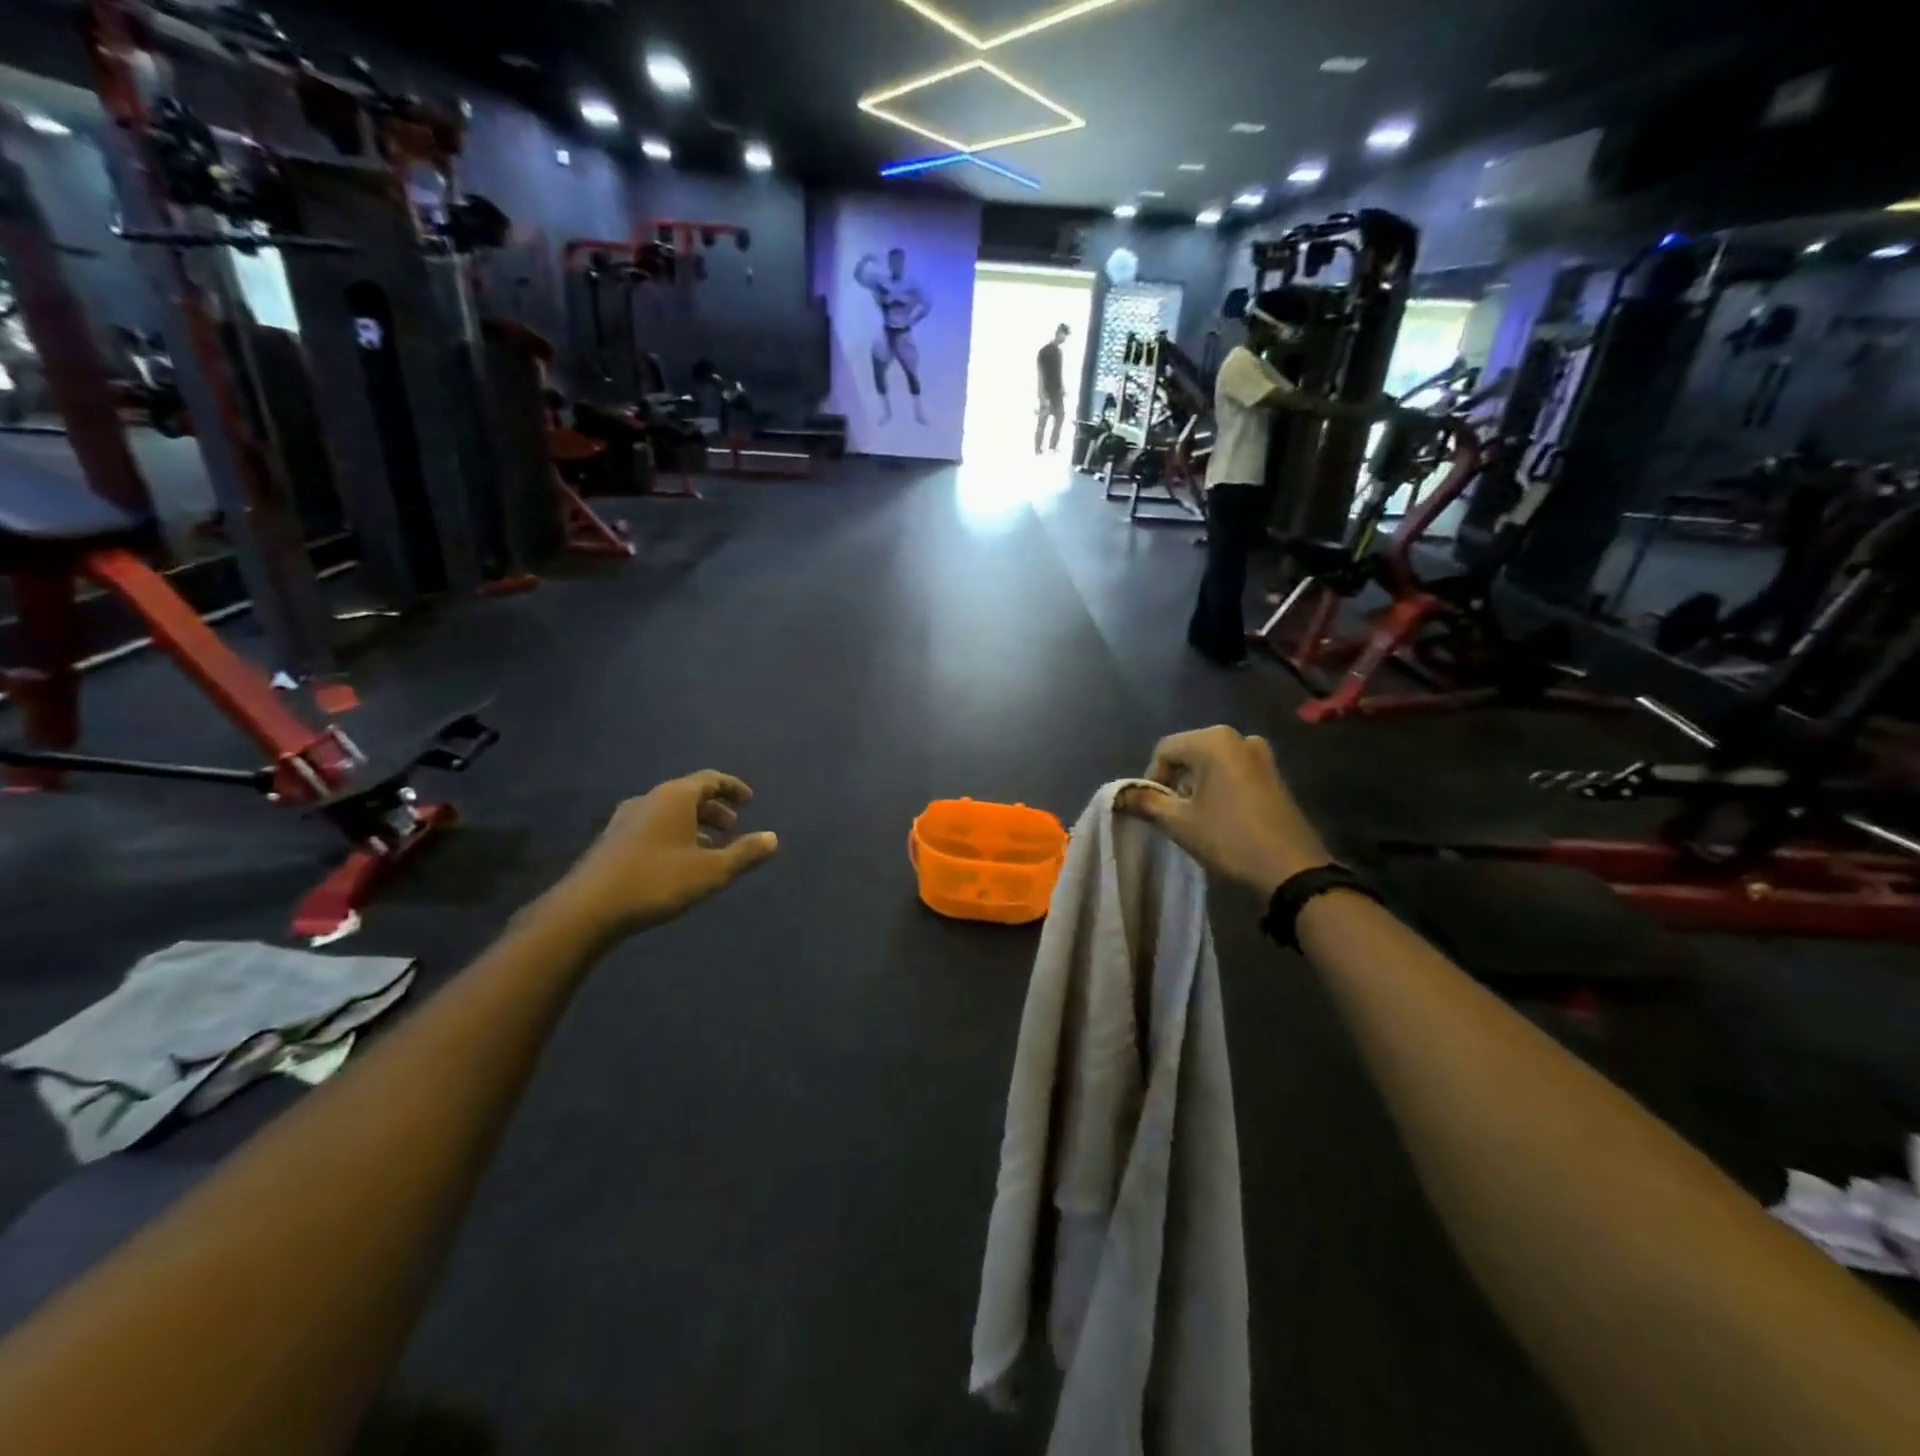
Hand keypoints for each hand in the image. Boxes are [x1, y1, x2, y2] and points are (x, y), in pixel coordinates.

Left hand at [550, 772, 777, 939]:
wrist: (587, 909)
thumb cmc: (657, 881)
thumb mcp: (712, 871)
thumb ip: (744, 853)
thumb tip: (773, 838)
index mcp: (674, 797)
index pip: (710, 780)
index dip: (733, 788)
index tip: (750, 800)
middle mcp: (649, 799)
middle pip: (688, 794)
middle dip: (714, 809)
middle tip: (733, 826)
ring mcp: (625, 819)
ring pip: (668, 812)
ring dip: (693, 824)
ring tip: (708, 848)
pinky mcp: (610, 841)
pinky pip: (651, 827)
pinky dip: (672, 835)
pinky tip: (676, 862)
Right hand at [1117, 727, 1329, 897]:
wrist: (1290, 868)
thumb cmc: (1228, 838)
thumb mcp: (1178, 822)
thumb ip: (1145, 802)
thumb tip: (1118, 795)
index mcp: (1213, 740)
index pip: (1165, 750)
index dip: (1152, 778)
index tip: (1154, 809)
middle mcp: (1238, 737)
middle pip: (1189, 753)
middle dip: (1175, 780)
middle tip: (1173, 813)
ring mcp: (1260, 754)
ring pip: (1211, 762)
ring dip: (1196, 784)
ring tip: (1196, 816)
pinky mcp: (1273, 772)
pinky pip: (1233, 770)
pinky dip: (1218, 786)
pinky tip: (1220, 814)